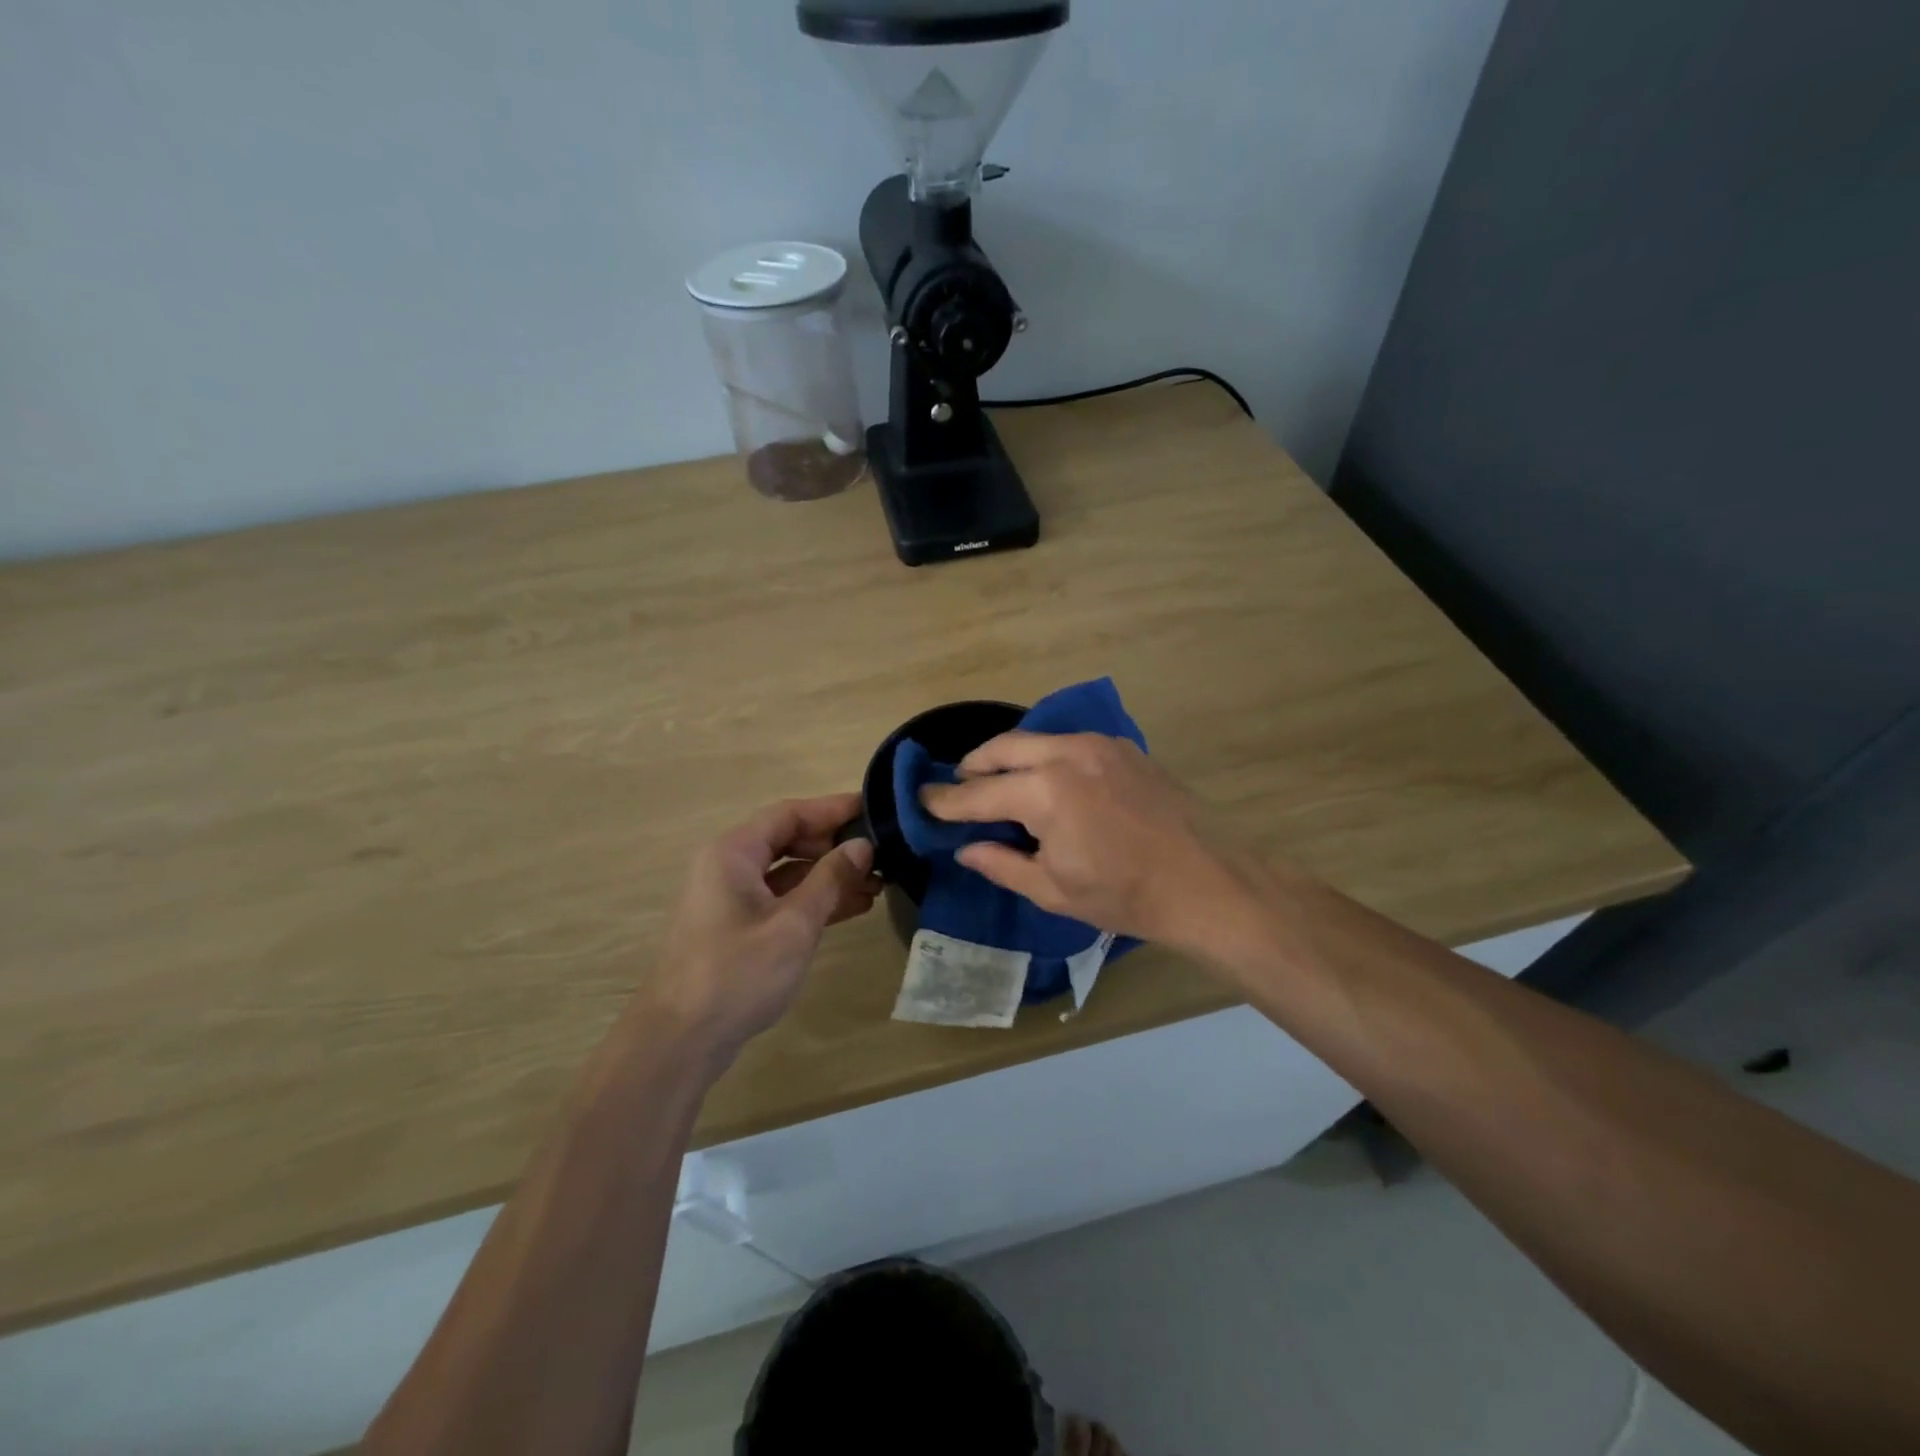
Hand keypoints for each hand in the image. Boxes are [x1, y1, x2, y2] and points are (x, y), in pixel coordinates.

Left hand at [642, 795, 878, 1058]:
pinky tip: (852, 908)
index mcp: (734, 852)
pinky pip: (781, 899)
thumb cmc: (738, 973)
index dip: (833, 808)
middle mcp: (729, 866)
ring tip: (878, 884)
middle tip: (881, 853)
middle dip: (835, 846)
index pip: (790, 813)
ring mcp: (731, 898)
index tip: (874, 808)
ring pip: (788, 872)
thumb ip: (831, 879)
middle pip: (788, 839)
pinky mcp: (737, 927)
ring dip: (829, 876)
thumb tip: (863, 845)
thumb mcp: (794, 924)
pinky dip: (813, 900)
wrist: (680, 1040)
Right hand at [919, 732, 1251, 951]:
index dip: (947, 800)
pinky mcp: (1125, 749)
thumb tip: (967, 849)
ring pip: (1038, 739)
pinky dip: (1047, 757)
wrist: (1206, 882)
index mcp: (1045, 792)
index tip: (923, 801)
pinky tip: (1050, 783)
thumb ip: (1002, 864)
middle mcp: (1068, 754)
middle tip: (958, 786)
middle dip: (973, 765)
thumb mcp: (1053, 890)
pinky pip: (1070, 743)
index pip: (979, 793)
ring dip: (1011, 757)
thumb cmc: (1124, 895)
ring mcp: (1101, 745)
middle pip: (1003, 747)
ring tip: (1000, 783)